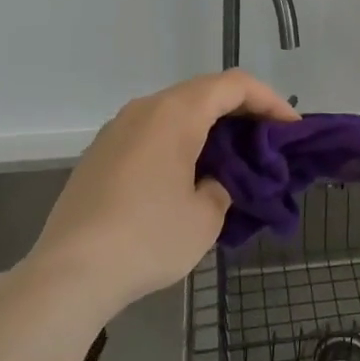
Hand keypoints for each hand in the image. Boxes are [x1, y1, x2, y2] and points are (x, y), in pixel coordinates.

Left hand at [27, 70, 297, 316]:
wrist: (68, 274)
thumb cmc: (147, 238)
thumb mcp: (205, 217)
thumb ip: (222, 186)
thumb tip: (212, 181)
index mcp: (177, 112)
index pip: (235, 85)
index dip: (270, 100)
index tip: (291, 127)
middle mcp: (146, 108)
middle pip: (204, 91)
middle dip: (241, 110)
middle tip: (266, 139)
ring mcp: (117, 128)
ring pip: (175, 110)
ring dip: (208, 125)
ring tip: (230, 157)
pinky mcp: (99, 153)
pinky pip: (151, 131)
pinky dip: (179, 140)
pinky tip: (186, 174)